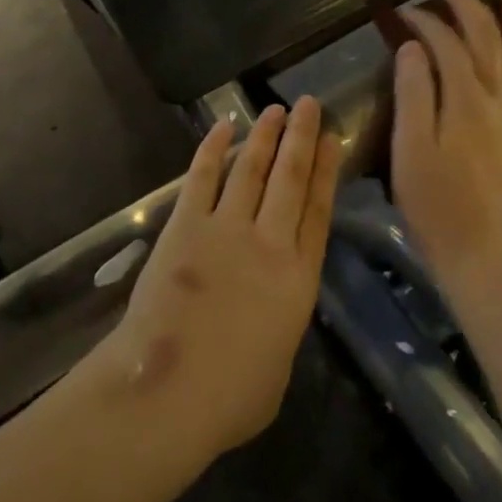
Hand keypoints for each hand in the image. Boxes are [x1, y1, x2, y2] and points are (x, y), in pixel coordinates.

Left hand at [114, 98, 340, 452]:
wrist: (168, 391)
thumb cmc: (230, 397)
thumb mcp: (279, 366)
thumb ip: (281, 325)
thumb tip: (271, 311)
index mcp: (298, 278)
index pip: (318, 211)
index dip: (326, 172)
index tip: (332, 141)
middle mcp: (269, 243)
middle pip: (291, 179)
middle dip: (302, 138)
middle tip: (310, 104)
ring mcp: (225, 229)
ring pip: (252, 170)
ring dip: (266, 137)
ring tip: (276, 109)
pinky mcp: (185, 226)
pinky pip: (203, 178)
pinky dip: (213, 150)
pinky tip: (224, 127)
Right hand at [391, 0, 501, 286]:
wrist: (474, 244)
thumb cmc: (432, 200)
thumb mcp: (410, 149)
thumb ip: (413, 94)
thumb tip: (412, 47)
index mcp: (464, 100)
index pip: (446, 45)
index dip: (424, 22)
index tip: (401, 11)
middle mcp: (494, 98)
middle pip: (485, 38)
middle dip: (466, 6)